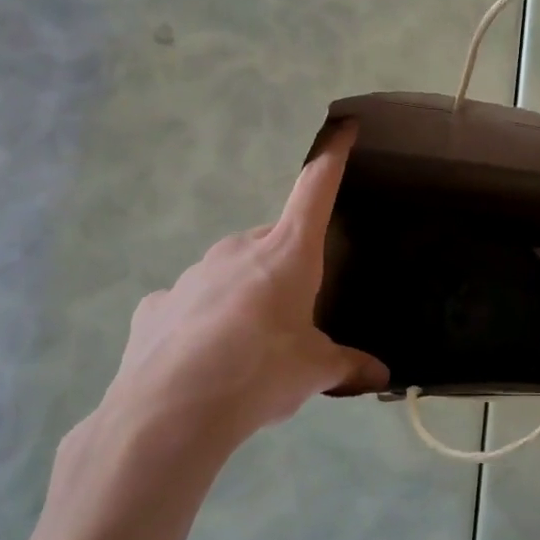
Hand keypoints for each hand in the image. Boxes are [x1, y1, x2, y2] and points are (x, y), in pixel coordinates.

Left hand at [84, 121, 387, 451]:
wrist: (170, 413)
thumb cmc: (259, 374)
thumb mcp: (314, 372)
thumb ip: (348, 366)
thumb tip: (382, 375)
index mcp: (286, 253)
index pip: (315, 189)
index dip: (333, 155)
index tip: (345, 126)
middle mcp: (238, 250)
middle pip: (273, 242)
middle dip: (285, 267)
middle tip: (293, 315)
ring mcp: (192, 274)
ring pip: (230, 272)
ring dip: (244, 295)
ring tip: (247, 348)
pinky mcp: (157, 304)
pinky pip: (192, 303)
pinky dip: (203, 321)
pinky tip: (203, 360)